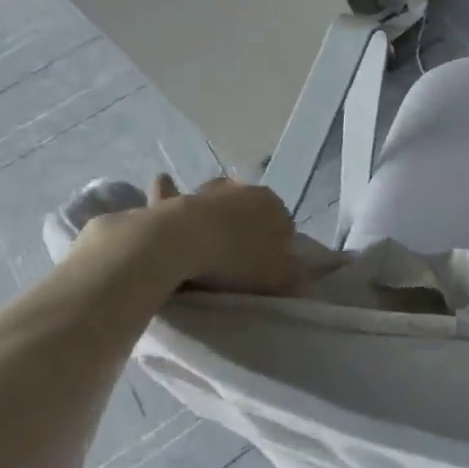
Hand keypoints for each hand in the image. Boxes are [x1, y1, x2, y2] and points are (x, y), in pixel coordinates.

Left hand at [73, 175, 300, 298]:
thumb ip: (294, 278)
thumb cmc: (235, 260)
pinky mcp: (173, 200)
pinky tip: (164, 185)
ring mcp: (207, 192)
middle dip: (248, 227)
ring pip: (217, 200)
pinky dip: (168, 192)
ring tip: (210, 237)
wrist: (179, 244)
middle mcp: (243, 190)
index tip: (269, 269)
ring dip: (215, 211)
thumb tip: (304, 282)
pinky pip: (171, 195)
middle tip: (240, 258)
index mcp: (273, 205)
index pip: (285, 225)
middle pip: (250, 210)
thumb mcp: (276, 277)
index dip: (279, 248)